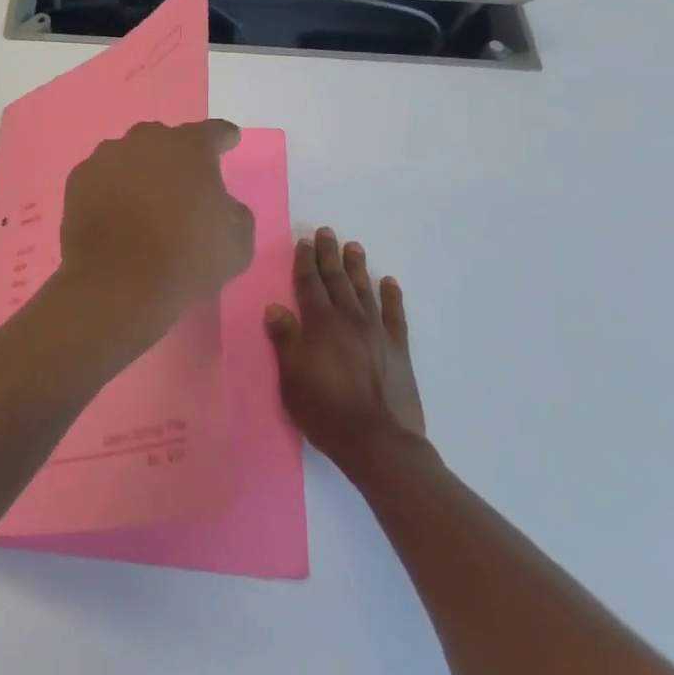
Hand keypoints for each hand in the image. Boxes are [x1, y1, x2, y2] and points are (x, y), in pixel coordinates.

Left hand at [54, 120, 254, 348]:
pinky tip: (114, 212)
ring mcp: (106, 157)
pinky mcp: (78, 180)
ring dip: (139, 171)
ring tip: (143, 200)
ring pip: (128, 156)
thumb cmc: (186, 258)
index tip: (229, 140)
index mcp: (189, 147)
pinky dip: (109, 189)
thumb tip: (221, 205)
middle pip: (165, 140)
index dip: (223, 137)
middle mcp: (146, 141)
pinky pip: (101, 177)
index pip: (213, 132)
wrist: (118, 283)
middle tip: (182, 182)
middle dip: (175, 156)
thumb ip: (234, 212)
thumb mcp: (237, 240)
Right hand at [266, 228, 426, 468]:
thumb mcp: (292, 378)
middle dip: (329, 255)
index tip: (304, 242)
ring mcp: (377, 332)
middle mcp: (349, 320)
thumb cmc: (326, 411)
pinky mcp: (398, 349)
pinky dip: (391, 296)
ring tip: (354, 247)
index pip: (309, 284)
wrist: (378, 442)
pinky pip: (394, 314)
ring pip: (365, 290)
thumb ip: (285, 341)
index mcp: (321, 324)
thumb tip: (275, 308)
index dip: (305, 262)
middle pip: (337, 280)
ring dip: (357, 267)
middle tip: (327, 232)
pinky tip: (389, 282)